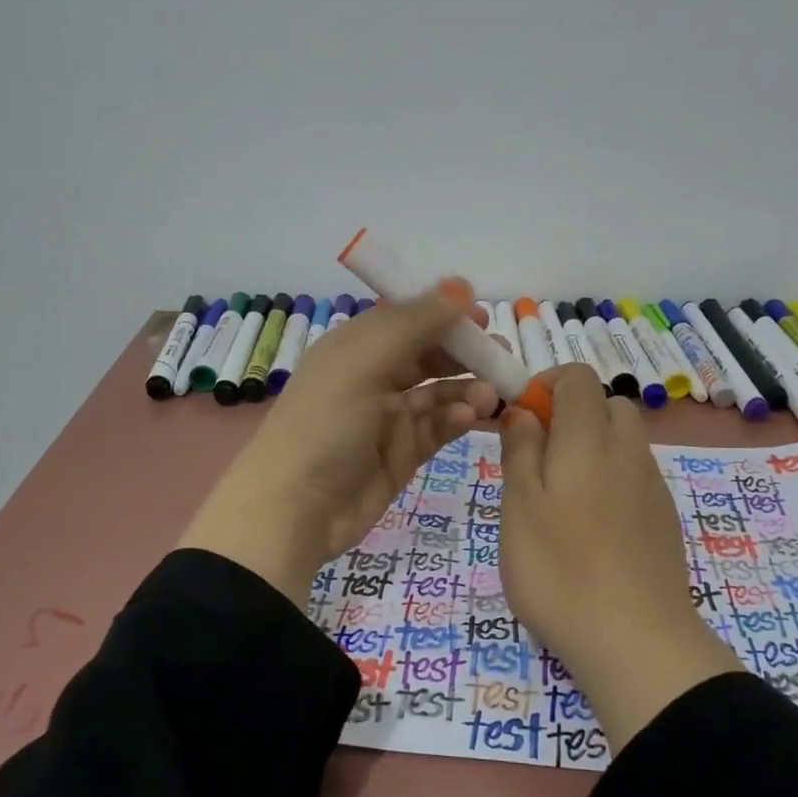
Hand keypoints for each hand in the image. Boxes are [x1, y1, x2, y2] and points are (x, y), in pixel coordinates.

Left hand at [179, 284, 499, 606]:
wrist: (295, 510)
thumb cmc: (325, 424)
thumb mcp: (364, 362)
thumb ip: (415, 323)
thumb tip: (462, 286)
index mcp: (356, 346)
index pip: (407, 317)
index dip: (443, 312)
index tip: (482, 315)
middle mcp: (374, 376)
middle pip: (429, 353)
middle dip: (466, 351)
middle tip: (501, 354)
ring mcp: (390, 417)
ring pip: (441, 391)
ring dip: (469, 387)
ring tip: (494, 393)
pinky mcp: (404, 453)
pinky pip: (439, 426)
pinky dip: (458, 418)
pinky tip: (470, 417)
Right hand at [498, 364, 738, 748]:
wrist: (636, 640)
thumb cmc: (559, 568)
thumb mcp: (518, 506)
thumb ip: (520, 449)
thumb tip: (523, 411)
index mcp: (589, 438)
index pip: (578, 377)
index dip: (546, 384)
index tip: (521, 418)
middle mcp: (628, 451)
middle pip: (607, 405)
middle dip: (572, 414)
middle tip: (538, 457)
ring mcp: (652, 486)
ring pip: (623, 441)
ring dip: (592, 447)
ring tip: (560, 497)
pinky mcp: (665, 519)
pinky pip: (635, 476)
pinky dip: (611, 479)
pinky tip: (591, 527)